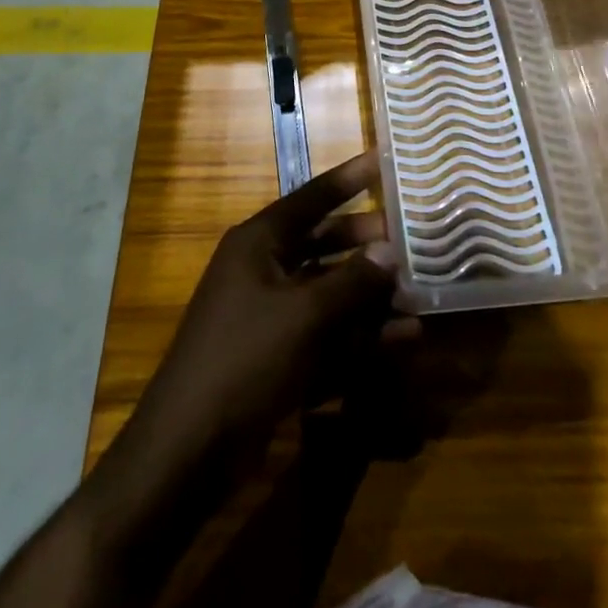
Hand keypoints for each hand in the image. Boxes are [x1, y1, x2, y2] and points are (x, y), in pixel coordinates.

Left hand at [129, 151, 415, 463]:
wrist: (189, 449)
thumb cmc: (245, 359)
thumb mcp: (304, 315)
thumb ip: (352, 281)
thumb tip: (390, 249)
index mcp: (259, 242)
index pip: (312, 197)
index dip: (349, 178)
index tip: (383, 158)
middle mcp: (263, 269)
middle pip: (323, 243)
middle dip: (366, 242)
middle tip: (411, 236)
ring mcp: (269, 314)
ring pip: (329, 292)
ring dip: (371, 296)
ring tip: (418, 294)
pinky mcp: (277, 356)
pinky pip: (326, 334)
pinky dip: (360, 337)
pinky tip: (402, 340)